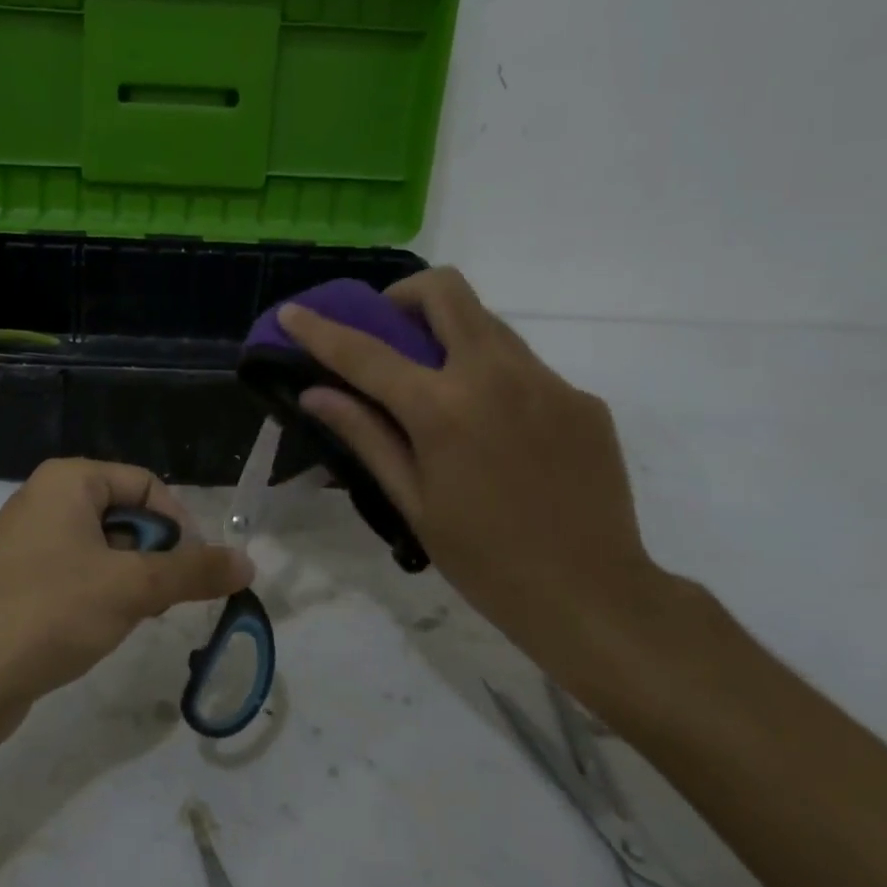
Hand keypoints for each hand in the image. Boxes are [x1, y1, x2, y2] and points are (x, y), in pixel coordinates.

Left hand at [0, 458, 253, 712]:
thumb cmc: (51, 612)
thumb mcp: (133, 588)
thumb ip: (194, 571)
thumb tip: (248, 562)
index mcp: (67, 480)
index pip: (146, 484)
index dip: (179, 524)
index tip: (195, 570)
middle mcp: (43, 498)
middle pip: (125, 515)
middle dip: (153, 555)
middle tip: (162, 599)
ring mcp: (24, 539)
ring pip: (101, 547)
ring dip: (128, 578)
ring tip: (131, 617)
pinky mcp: (15, 578)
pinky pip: (73, 571)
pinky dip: (97, 593)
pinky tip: (97, 628)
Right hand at [278, 267, 663, 673]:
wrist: (593, 595)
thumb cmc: (485, 559)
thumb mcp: (412, 501)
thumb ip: (364, 435)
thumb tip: (315, 393)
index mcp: (443, 408)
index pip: (365, 352)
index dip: (320, 330)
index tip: (292, 311)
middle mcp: (496, 375)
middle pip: (445, 291)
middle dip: (405, 297)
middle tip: (390, 332)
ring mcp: (548, 381)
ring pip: (488, 322)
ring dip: (451, 335)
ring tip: (441, 387)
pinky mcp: (582, 398)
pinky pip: (525, 366)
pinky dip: (493, 377)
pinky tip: (495, 430)